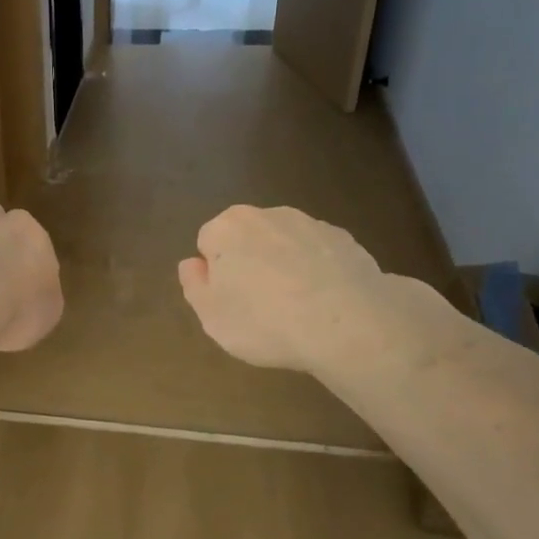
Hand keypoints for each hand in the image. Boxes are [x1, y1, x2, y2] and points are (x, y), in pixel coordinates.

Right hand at [178, 205, 440, 380]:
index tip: (228, 301)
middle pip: (247, 238)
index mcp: (227, 228)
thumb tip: (192, 264)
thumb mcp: (211, 316)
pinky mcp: (345, 239)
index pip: (207, 242)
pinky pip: (319, 254)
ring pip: (285, 244)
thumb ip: (194, 285)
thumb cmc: (264, 321)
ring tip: (295, 308)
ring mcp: (310, 223)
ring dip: (284, 266)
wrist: (347, 324)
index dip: (214, 273)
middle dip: (249, 263)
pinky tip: (324, 304)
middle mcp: (267, 214)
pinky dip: (317, 271)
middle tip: (258, 306)